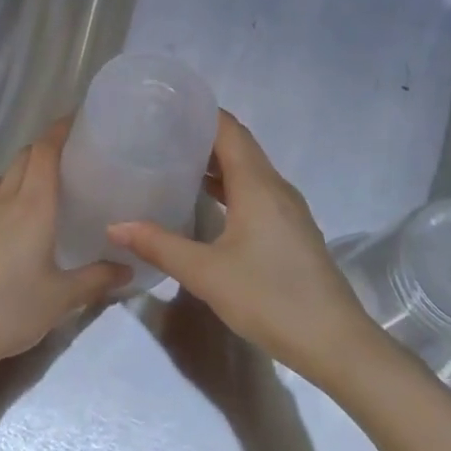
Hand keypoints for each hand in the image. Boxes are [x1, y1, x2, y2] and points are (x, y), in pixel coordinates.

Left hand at [0, 121, 129, 383]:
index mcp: (33, 206)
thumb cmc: (10, 310)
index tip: (78, 120)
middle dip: (45, 148)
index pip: (45, 151)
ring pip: (4, 174)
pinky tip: (9, 215)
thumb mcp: (61, 299)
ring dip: (22, 169)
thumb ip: (97, 279)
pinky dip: (2, 190)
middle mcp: (5, 199)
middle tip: (71, 158)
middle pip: (24, 157)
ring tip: (41, 186)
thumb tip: (129, 267)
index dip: (59, 130)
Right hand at [110, 112, 374, 386]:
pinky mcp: (291, 230)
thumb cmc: (270, 298)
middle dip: (202, 134)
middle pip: (238, 146)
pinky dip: (230, 185)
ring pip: (249, 170)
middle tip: (160, 133)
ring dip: (216, 162)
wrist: (336, 343)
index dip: (200, 112)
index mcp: (258, 184)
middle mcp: (276, 187)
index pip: (229, 129)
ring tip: (175, 161)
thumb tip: (114, 226)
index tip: (165, 106)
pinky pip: (256, 191)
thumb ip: (160, 245)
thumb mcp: (207, 274)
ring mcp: (288, 209)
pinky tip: (206, 202)